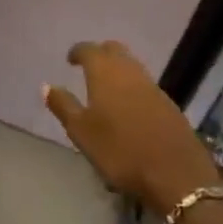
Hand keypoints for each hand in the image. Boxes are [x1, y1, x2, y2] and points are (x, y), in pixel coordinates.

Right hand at [45, 40, 222, 211]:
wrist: (176, 174)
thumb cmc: (120, 151)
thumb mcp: (82, 132)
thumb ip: (63, 106)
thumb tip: (46, 85)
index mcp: (105, 73)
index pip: (89, 49)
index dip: (77, 52)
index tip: (70, 60)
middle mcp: (129, 71)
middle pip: (114, 50)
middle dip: (100, 54)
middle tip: (88, 68)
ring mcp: (153, 86)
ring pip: (132, 65)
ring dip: (118, 69)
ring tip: (106, 87)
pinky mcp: (169, 104)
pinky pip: (145, 83)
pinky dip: (133, 85)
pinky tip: (129, 106)